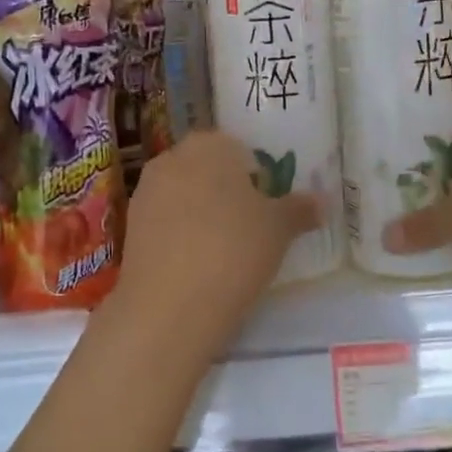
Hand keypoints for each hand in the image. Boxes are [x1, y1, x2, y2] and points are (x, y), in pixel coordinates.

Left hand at [113, 131, 320, 345]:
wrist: (170, 305)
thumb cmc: (234, 250)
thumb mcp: (279, 229)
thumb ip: (299, 209)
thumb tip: (322, 202)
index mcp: (209, 145)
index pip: (238, 147)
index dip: (256, 173)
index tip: (268, 202)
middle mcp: (172, 158)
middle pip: (207, 168)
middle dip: (227, 189)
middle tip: (251, 224)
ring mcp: (145, 192)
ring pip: (184, 194)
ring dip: (202, 212)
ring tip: (225, 247)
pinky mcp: (130, 227)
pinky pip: (166, 221)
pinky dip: (181, 234)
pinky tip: (198, 262)